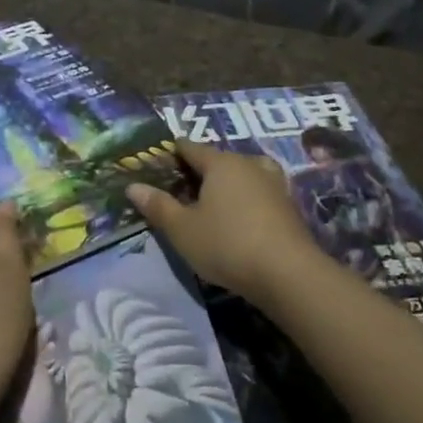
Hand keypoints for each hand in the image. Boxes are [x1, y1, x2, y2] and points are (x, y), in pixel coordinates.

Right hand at [126, 140, 322, 308]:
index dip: (173, 152)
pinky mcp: (288, 206)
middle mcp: (248, 164)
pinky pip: (259, 192)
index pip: (191, 147)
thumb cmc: (227, 244)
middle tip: (181, 187)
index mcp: (220, 163)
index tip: (159, 160)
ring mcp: (273, 183)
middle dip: (200, 169)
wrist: (288, 274)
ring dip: (228, 182)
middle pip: (218, 159)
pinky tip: (241, 216)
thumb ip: (158, 206)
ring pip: (243, 173)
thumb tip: (133, 186)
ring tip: (214, 200)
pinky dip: (247, 198)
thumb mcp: (182, 229)